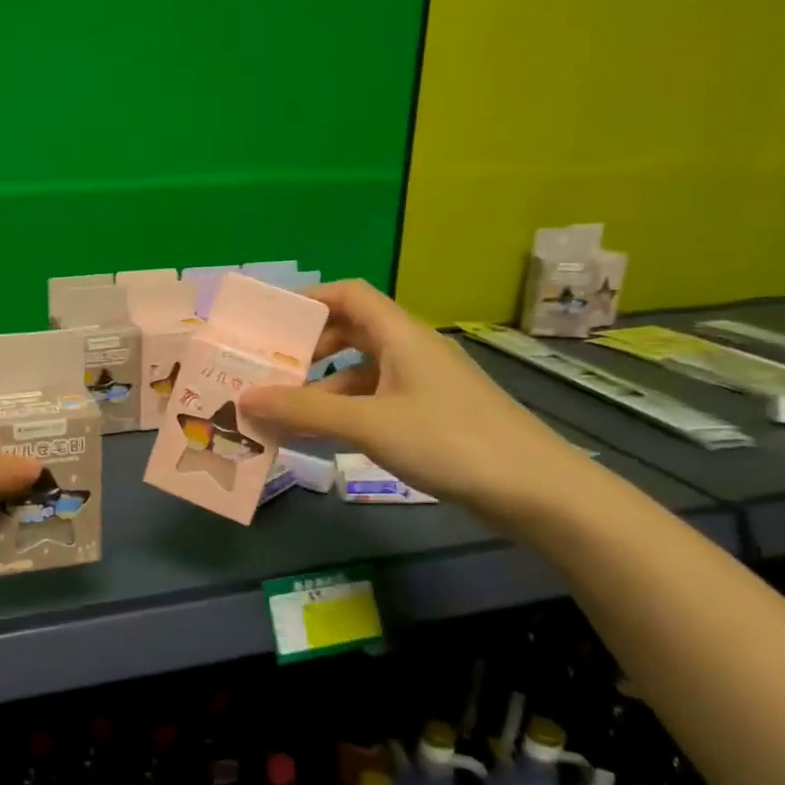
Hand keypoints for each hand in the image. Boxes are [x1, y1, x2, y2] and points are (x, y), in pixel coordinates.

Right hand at [239, 280, 584, 514]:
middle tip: (272, 370)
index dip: (310, 299)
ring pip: (363, 371)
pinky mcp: (432, 415)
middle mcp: (412, 351)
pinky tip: (324, 436)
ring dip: (324, 387)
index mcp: (401, 336)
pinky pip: (377, 400)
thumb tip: (248, 397)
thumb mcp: (370, 424)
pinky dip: (347, 411)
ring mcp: (424, 384)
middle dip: (310, 349)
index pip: (350, 295)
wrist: (536, 490)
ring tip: (286, 411)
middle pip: (352, 331)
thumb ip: (306, 410)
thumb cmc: (449, 441)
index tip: (271, 322)